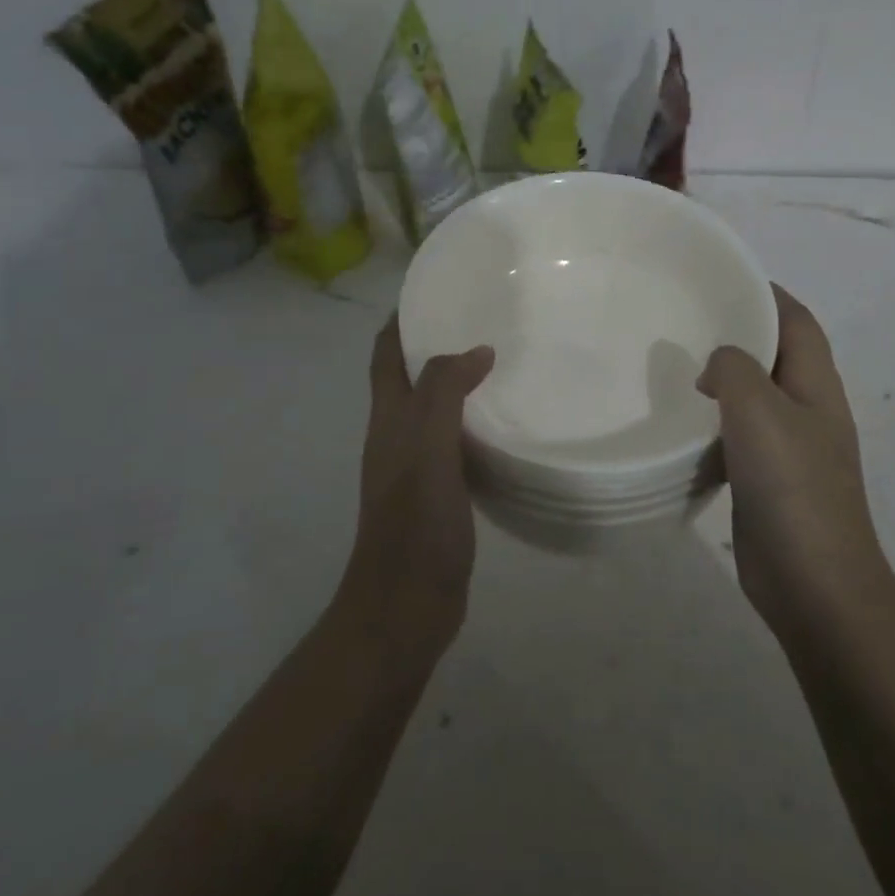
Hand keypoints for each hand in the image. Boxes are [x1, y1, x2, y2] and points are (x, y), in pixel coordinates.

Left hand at [339, 319, 494, 660]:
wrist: (406, 607)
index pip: (386, 354)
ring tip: (504, 360)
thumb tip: (477, 350)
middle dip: (437, 343)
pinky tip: (508, 422)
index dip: (402, 318)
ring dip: (460, 382)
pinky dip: (477, 421)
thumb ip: (445, 394)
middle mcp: (398, 436)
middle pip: (411, 376)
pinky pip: (458, 441)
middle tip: (485, 318)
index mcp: (388, 419)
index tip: (435, 288)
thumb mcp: (428, 450)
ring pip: (437, 409)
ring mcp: (418, 466)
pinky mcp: (441, 492)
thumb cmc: (414, 526)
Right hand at [698, 285, 892, 638]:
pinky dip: (716, 423)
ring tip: (676, 365)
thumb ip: (735, 370)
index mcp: (817, 386)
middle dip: (740, 332)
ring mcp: (791, 449)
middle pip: (776, 355)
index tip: (722, 277)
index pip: (797, 321)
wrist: (813, 583)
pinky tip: (683, 424)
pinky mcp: (769, 482)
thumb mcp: (760, 412)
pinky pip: (741, 436)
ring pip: (756, 398)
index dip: (767, 293)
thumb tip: (719, 365)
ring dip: (724, 380)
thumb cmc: (792, 488)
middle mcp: (809, 410)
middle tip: (687, 319)